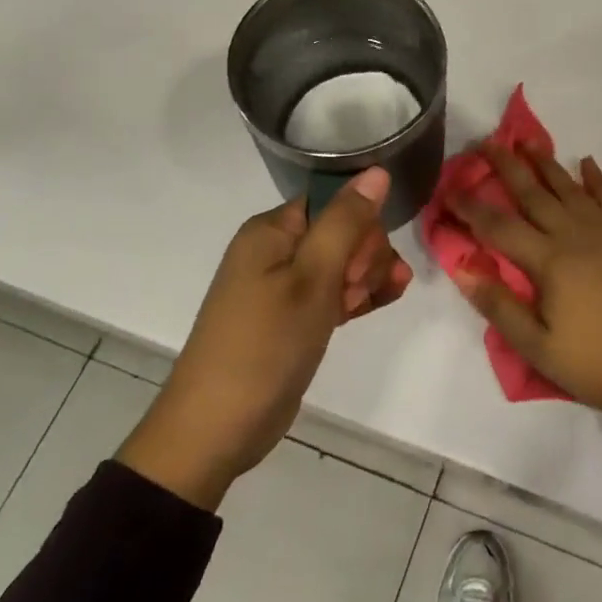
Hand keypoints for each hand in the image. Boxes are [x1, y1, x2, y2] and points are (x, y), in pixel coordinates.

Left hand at [117, 168, 410, 509]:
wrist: (215, 430)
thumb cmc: (265, 345)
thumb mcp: (312, 279)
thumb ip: (346, 222)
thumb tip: (377, 171)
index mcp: (272, 230)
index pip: (332, 202)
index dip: (359, 224)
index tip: (363, 260)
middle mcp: (274, 250)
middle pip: (340, 230)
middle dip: (364, 254)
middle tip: (357, 290)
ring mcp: (281, 287)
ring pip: (341, 263)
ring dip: (367, 275)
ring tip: (385, 296)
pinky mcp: (290, 319)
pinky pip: (332, 292)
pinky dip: (356, 295)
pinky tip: (387, 298)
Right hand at [451, 147, 601, 429]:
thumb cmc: (595, 363)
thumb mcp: (537, 346)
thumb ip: (499, 305)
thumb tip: (462, 269)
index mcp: (549, 261)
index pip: (499, 226)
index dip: (471, 207)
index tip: (448, 189)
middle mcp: (574, 235)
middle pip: (533, 193)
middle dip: (507, 167)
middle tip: (487, 143)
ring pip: (569, 188)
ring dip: (546, 163)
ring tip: (528, 141)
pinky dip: (596, 179)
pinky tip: (587, 162)